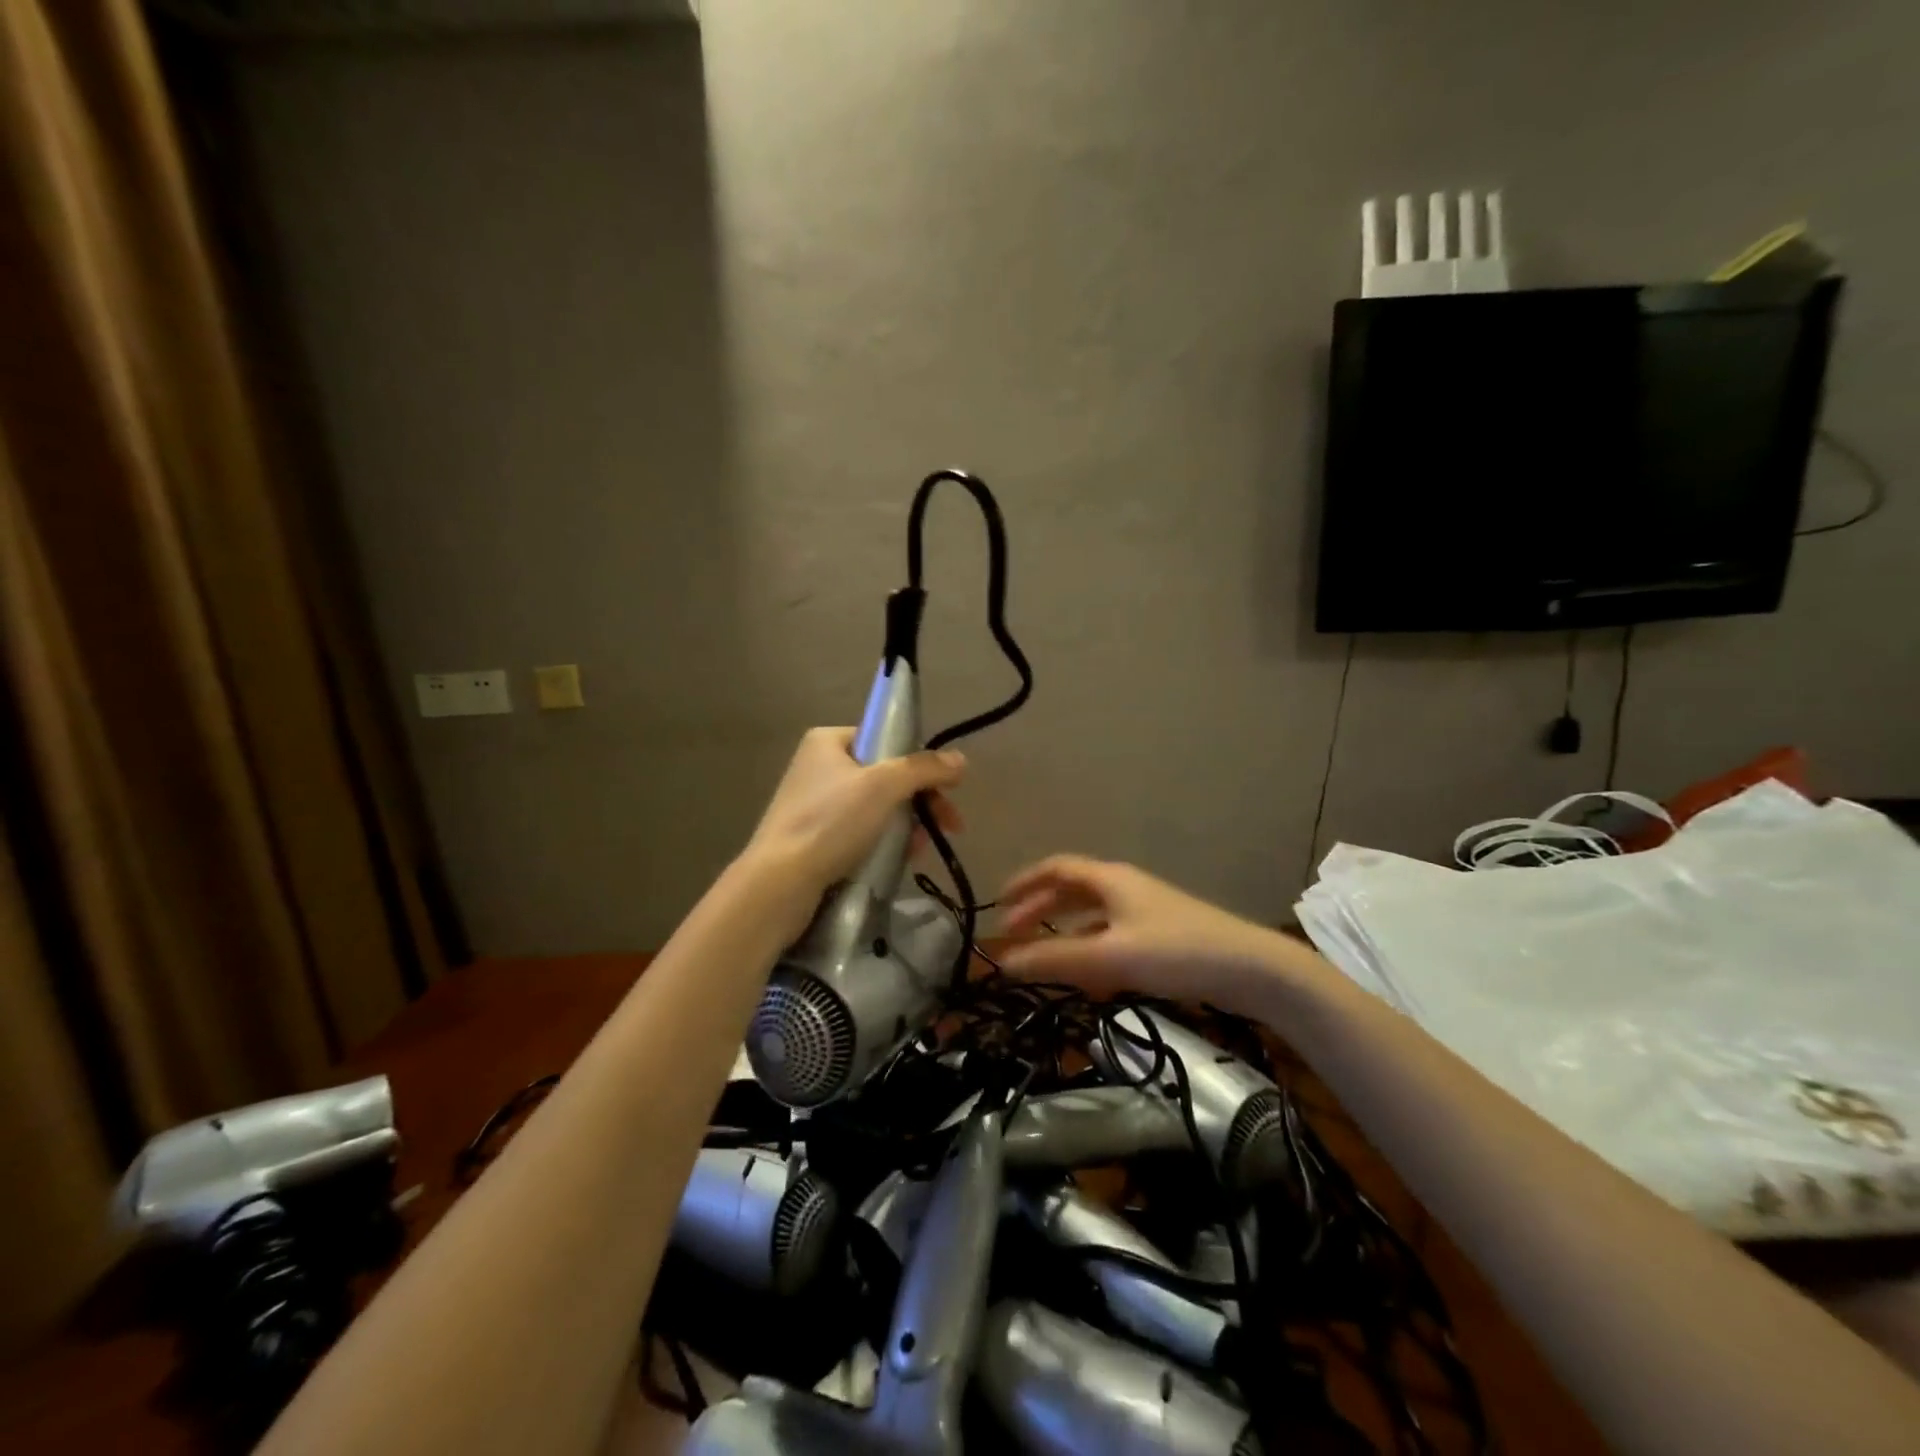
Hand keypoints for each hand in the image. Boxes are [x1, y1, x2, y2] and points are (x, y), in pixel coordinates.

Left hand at [745, 727, 965, 920]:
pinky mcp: (815, 837)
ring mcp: (815, 804)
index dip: (919, 761)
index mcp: (828, 742)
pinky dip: (885, 842)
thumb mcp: (883, 787)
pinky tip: (903, 859)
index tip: (946, 788)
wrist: (779, 884)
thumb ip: (924, 768)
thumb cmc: (830, 823)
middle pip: (886, 775)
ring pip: (877, 807)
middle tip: (950, 824)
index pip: (885, 739)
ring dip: (907, 824)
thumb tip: (960, 760)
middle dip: (920, 800)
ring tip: (921, 849)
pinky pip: (861, 831)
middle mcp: (819, 766)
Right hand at [996, 855, 1291, 1014]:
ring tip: (1041, 956)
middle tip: (1011, 935)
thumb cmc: (1175, 951)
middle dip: (1039, 909)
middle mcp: (1124, 887)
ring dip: (1063, 932)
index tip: (998, 905)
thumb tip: (1002, 962)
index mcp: (1109, 879)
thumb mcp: (1109, 956)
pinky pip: (1112, 935)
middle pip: (1072, 890)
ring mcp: (1145, 910)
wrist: (1251, 969)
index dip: (1024, 883)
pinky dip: (1091, 949)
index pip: (1055, 868)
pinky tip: (1088, 978)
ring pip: (1092, 915)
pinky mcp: (1161, 936)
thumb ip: (1054, 959)